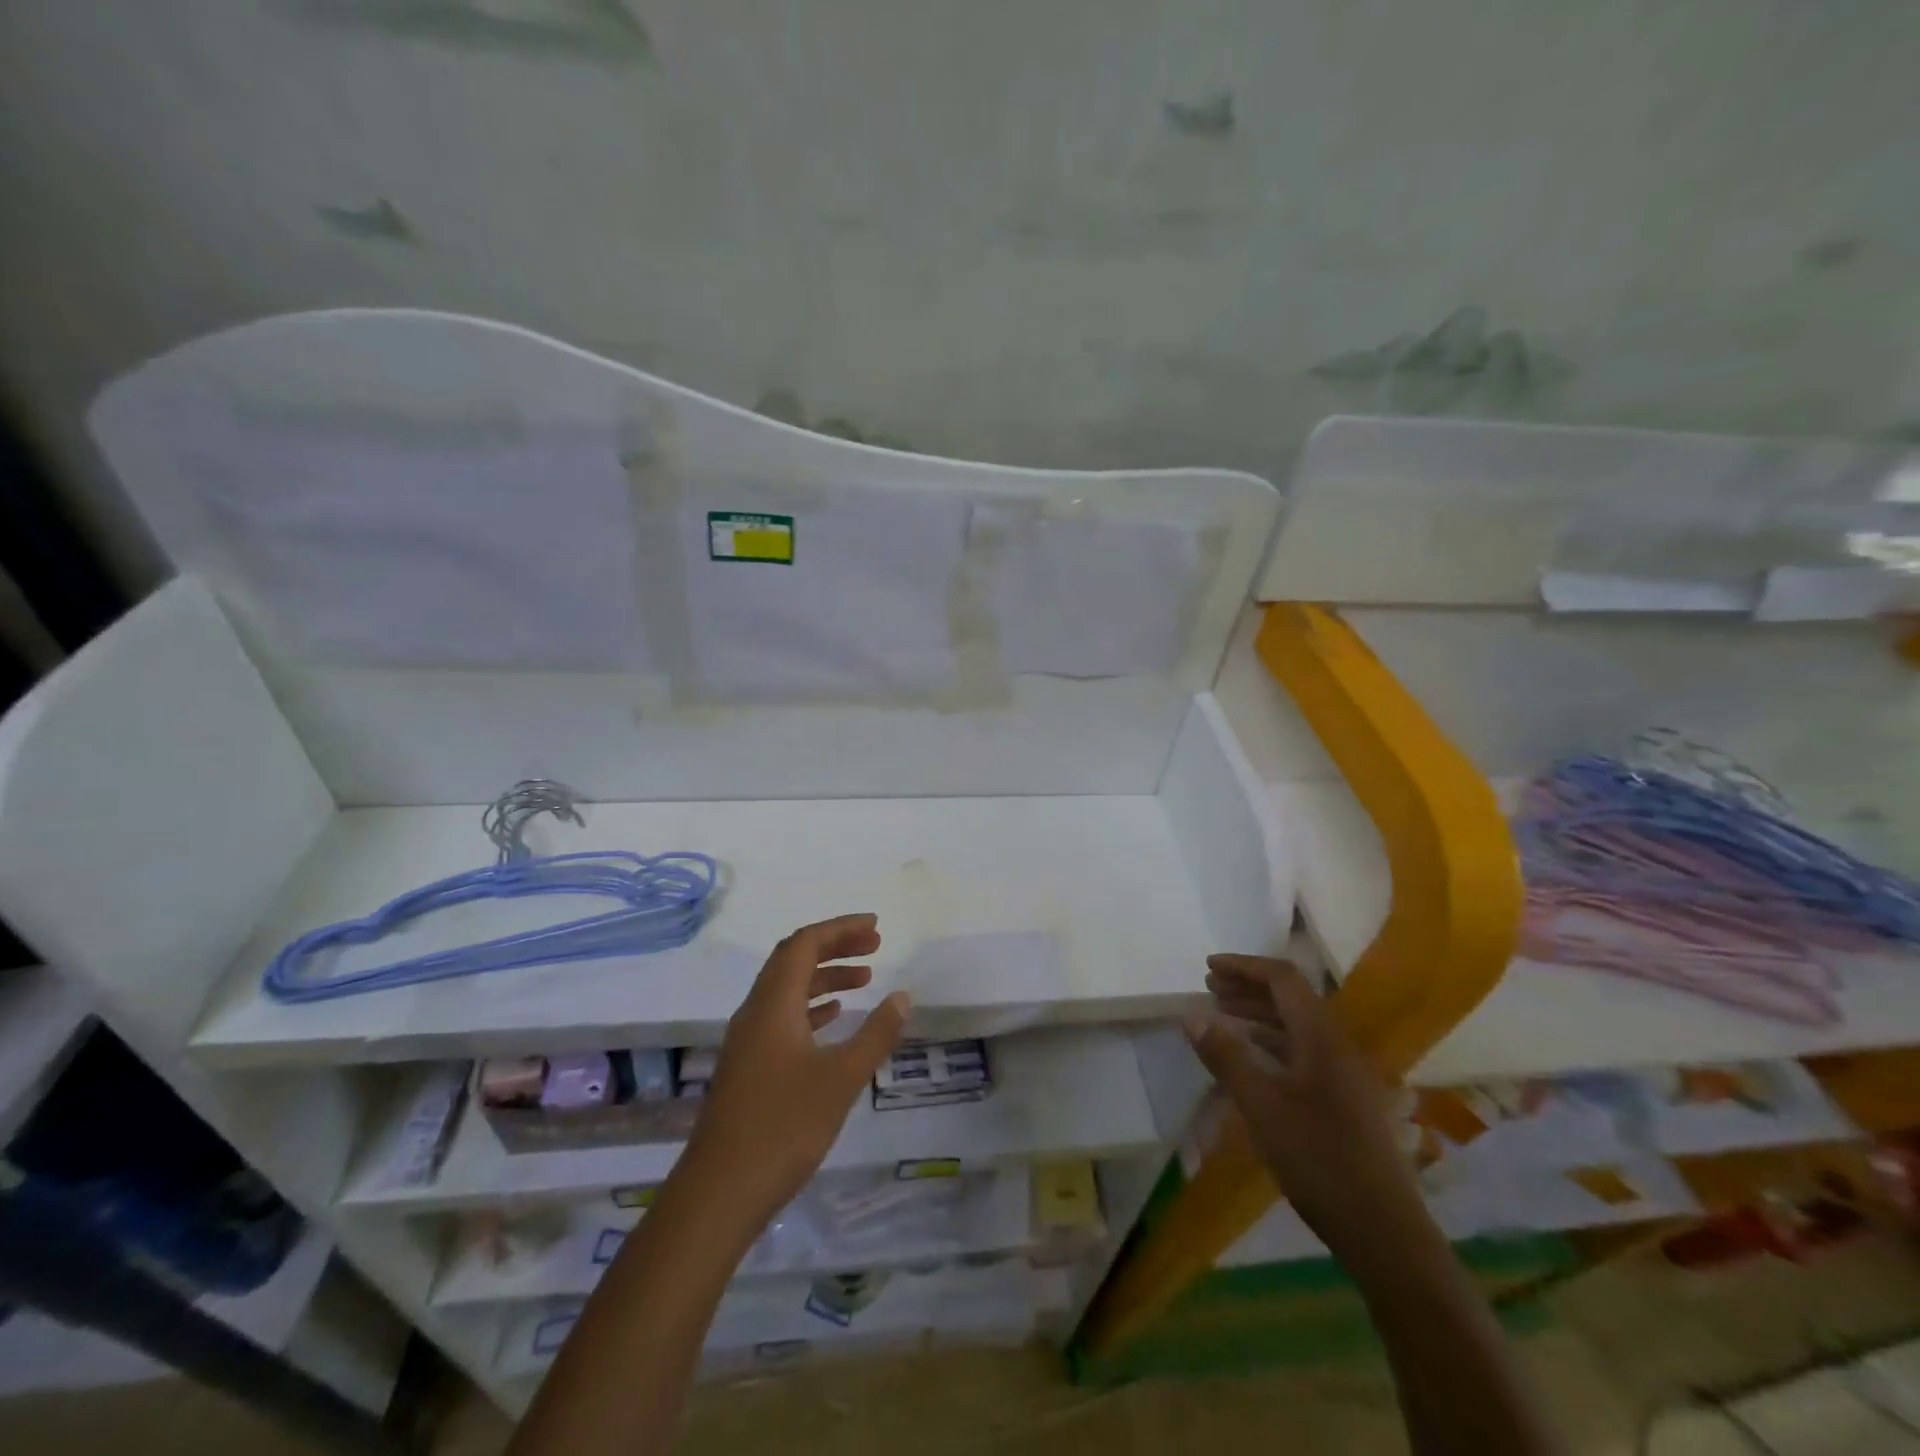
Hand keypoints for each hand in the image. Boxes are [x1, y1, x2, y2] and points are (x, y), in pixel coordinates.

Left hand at [681, 914, 909, 1229]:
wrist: (719, 1193)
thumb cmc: (783, 1127)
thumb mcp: (841, 1079)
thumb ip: (875, 1034)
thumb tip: (902, 996)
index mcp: (773, 1004)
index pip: (804, 944)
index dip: (840, 928)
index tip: (876, 927)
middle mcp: (755, 1012)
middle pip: (793, 960)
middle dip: (835, 947)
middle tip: (875, 947)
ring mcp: (747, 1041)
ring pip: (787, 989)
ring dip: (824, 977)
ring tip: (865, 980)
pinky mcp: (747, 1067)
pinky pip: (782, 1017)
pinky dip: (811, 1007)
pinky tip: (833, 1020)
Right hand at [1185, 954, 1422, 1249]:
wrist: (1384, 1232)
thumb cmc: (1319, 1161)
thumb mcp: (1261, 1107)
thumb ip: (1227, 1057)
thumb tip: (1193, 1015)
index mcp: (1321, 1038)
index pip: (1283, 979)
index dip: (1245, 966)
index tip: (1209, 968)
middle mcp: (1337, 1046)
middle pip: (1292, 998)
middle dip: (1249, 987)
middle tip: (1210, 988)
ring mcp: (1345, 1074)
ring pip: (1298, 1025)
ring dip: (1260, 1014)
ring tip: (1223, 1016)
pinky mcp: (1346, 1100)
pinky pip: (1304, 1050)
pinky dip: (1273, 1041)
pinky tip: (1253, 1058)